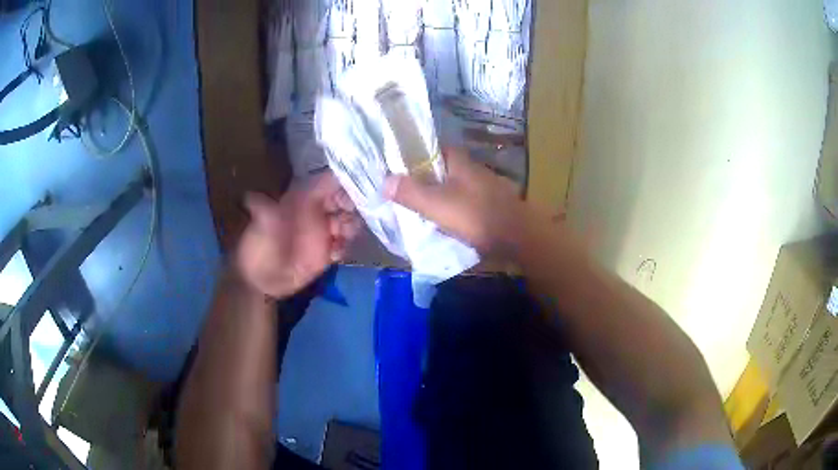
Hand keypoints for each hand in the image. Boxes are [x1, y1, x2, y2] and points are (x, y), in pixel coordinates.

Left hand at [236, 173, 360, 298]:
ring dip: (351, 228)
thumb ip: (262, 212)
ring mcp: (323, 232)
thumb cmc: (258, 249)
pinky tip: (333, 257)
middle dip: (353, 207)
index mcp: (302, 199)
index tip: (350, 195)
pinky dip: (344, 248)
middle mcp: (316, 211)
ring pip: (349, 221)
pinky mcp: (327, 251)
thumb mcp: (259, 228)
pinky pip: (345, 244)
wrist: (261, 281)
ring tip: (339, 240)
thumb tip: (249, 195)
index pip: (328, 182)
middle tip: (345, 222)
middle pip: (345, 199)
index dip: (343, 184)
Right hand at [384, 148, 531, 257]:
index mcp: (459, 161)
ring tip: (418, 206)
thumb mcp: (437, 205)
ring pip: (453, 185)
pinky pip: (463, 201)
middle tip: (403, 190)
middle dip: (424, 177)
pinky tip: (444, 219)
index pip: (431, 148)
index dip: (413, 155)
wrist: (519, 237)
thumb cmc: (476, 216)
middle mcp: (472, 168)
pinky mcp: (490, 204)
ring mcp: (483, 186)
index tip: (396, 166)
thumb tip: (384, 181)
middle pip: (441, 168)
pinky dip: (452, 207)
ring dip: (438, 193)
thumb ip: (411, 193)